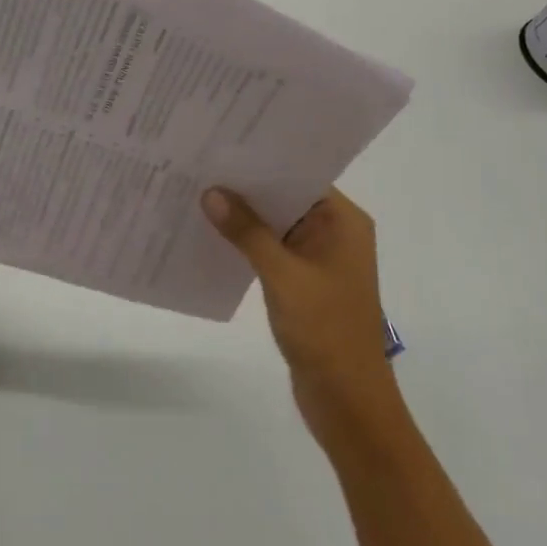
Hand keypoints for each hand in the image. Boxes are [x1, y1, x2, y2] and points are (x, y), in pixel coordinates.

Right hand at [203, 187, 403, 446]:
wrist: (347, 399)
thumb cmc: (324, 330)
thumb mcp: (282, 275)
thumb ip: (247, 232)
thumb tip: (212, 193)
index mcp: (343, 222)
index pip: (300, 175)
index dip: (263, 161)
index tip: (223, 146)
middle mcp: (335, 233)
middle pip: (286, 198)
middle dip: (247, 187)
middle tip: (201, 166)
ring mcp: (320, 259)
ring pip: (277, 225)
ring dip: (245, 217)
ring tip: (199, 195)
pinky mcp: (305, 283)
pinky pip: (273, 251)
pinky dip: (248, 244)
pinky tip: (213, 236)